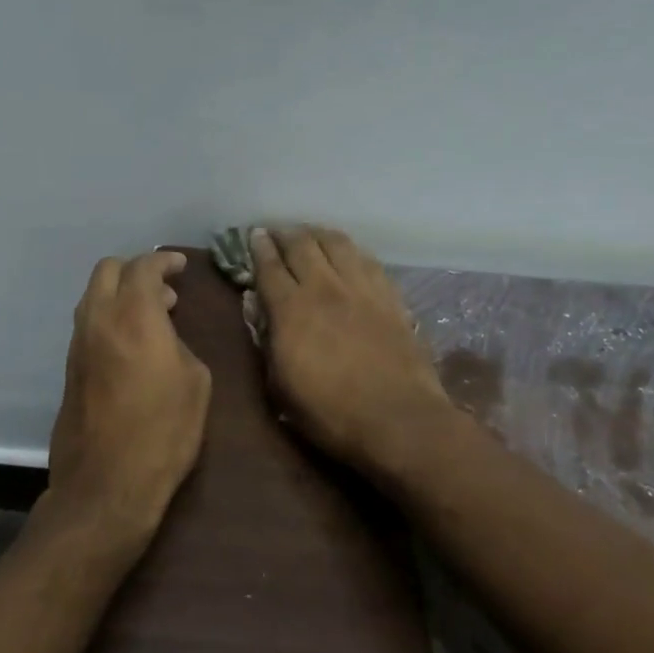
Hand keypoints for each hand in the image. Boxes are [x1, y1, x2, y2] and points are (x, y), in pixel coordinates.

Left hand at [43, 249, 210, 551]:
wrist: (107, 483)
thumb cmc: (163, 431)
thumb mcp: (196, 383)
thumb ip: (180, 344)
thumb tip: (166, 337)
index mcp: (134, 315)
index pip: (144, 267)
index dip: (165, 260)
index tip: (181, 265)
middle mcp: (98, 320)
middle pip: (107, 270)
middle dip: (136, 269)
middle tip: (164, 289)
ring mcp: (78, 344)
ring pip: (93, 296)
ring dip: (120, 294)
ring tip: (152, 315)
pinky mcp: (69, 368)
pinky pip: (89, 324)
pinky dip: (109, 317)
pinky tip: (131, 342)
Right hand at [250, 228, 453, 475]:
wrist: (399, 420)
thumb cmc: (330, 414)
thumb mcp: (280, 389)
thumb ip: (266, 343)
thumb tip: (258, 308)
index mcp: (291, 310)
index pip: (269, 267)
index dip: (259, 248)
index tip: (254, 236)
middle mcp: (325, 288)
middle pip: (302, 245)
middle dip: (286, 234)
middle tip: (277, 232)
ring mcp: (362, 288)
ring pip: (337, 244)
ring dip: (319, 234)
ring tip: (311, 235)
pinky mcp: (390, 296)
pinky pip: (368, 260)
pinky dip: (351, 250)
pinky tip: (349, 253)